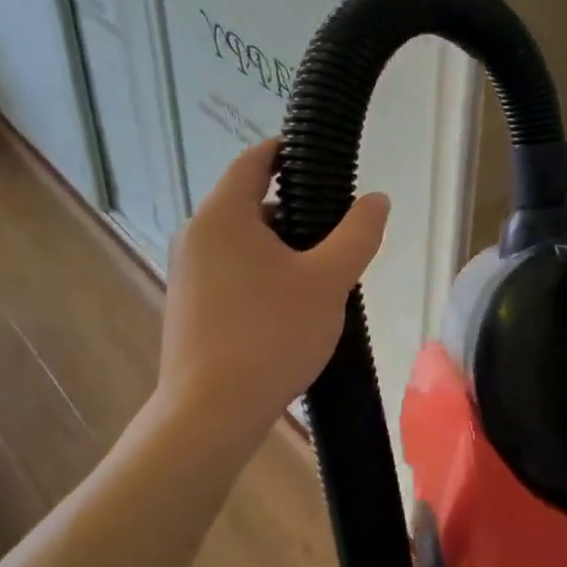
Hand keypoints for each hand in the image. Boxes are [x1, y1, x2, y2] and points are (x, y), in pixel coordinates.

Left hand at [152, 140, 388, 452]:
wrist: (210, 415)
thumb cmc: (270, 336)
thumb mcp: (328, 280)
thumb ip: (358, 233)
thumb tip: (376, 200)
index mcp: (223, 215)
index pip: (256, 158)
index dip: (290, 151)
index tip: (325, 163)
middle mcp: (197, 235)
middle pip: (254, 201)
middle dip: (299, 210)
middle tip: (338, 234)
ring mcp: (189, 271)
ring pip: (246, 239)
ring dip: (284, 246)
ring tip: (322, 275)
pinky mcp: (191, 303)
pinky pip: (234, 268)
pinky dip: (265, 270)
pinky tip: (293, 305)